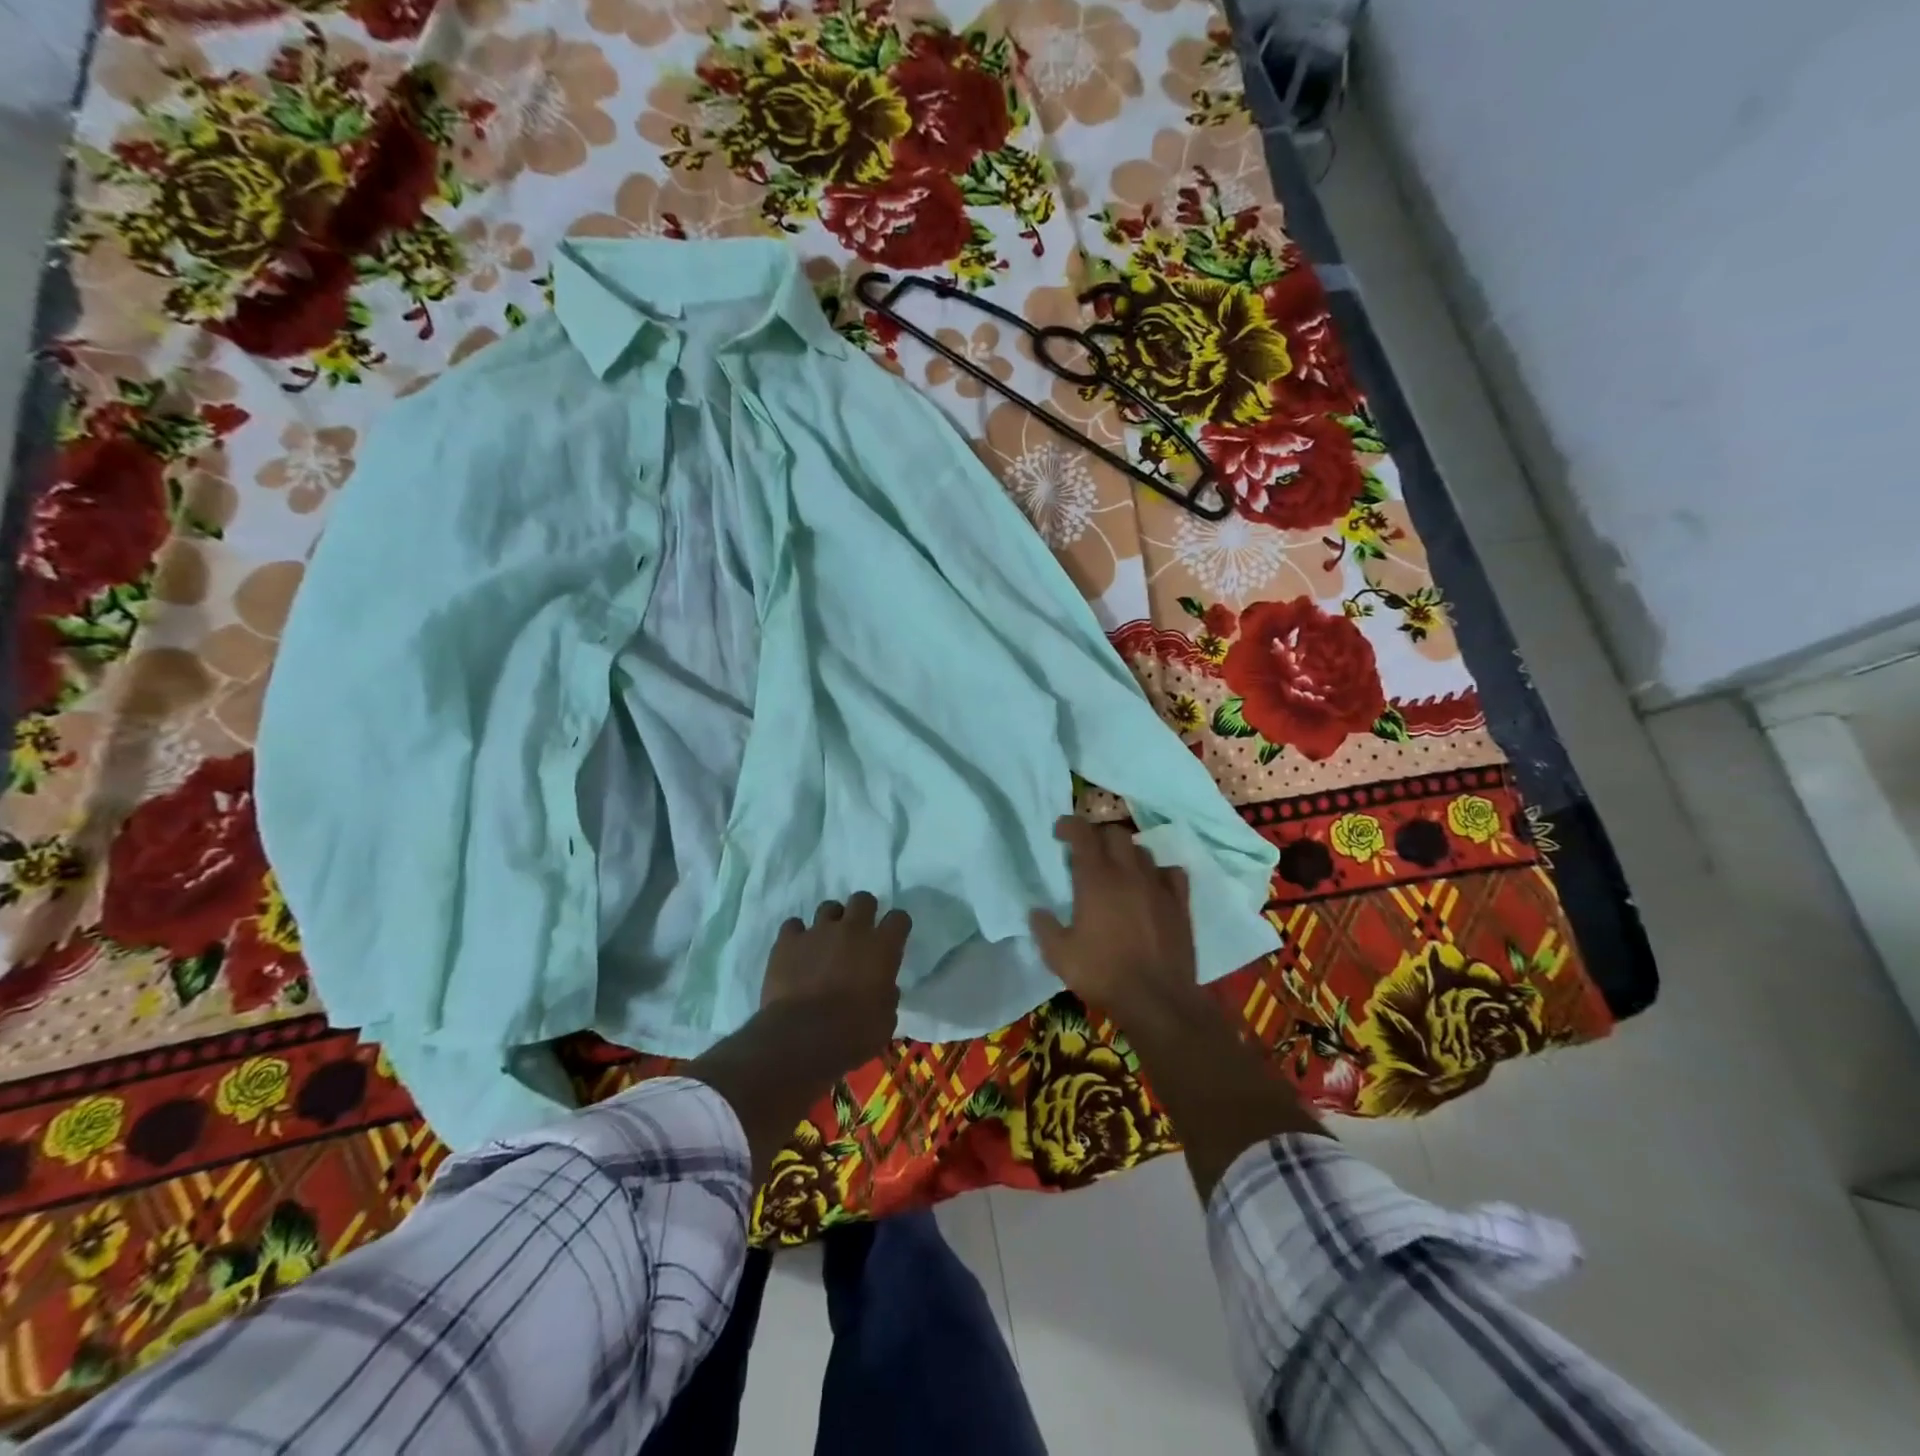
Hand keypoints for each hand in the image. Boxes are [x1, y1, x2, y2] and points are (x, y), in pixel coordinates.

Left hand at [761, 892, 910, 1063]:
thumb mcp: (885, 1021)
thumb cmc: (853, 1033)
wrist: (802, 1038)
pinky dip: (797, 936)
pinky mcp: (788, 941)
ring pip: (828, 907)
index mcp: (882, 947)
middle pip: (863, 899)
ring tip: (826, 942)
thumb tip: (885, 989)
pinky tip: (797, 952)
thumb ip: (887, 996)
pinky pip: (793, 926)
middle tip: (858, 933)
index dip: (897, 926)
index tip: (893, 937)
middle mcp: (852, 930)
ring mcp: (818, 931)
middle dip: (863, 911)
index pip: (899, 918)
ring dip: (831, 922)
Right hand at [1029, 816, 1196, 1016]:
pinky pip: (1171, 873)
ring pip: (1142, 851)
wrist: (1157, 999)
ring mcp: (1157, 886)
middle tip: (1087, 852)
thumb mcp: (1058, 955)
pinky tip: (1152, 885)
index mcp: (1095, 879)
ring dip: (1126, 853)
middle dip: (1098, 836)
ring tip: (1118, 869)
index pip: (1083, 833)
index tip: (1060, 831)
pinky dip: (1158, 872)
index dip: (1070, 825)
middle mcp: (1128, 873)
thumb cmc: (1102, 974)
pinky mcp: (1180, 903)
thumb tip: (1037, 911)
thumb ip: (1044, 927)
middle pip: (1115, 834)